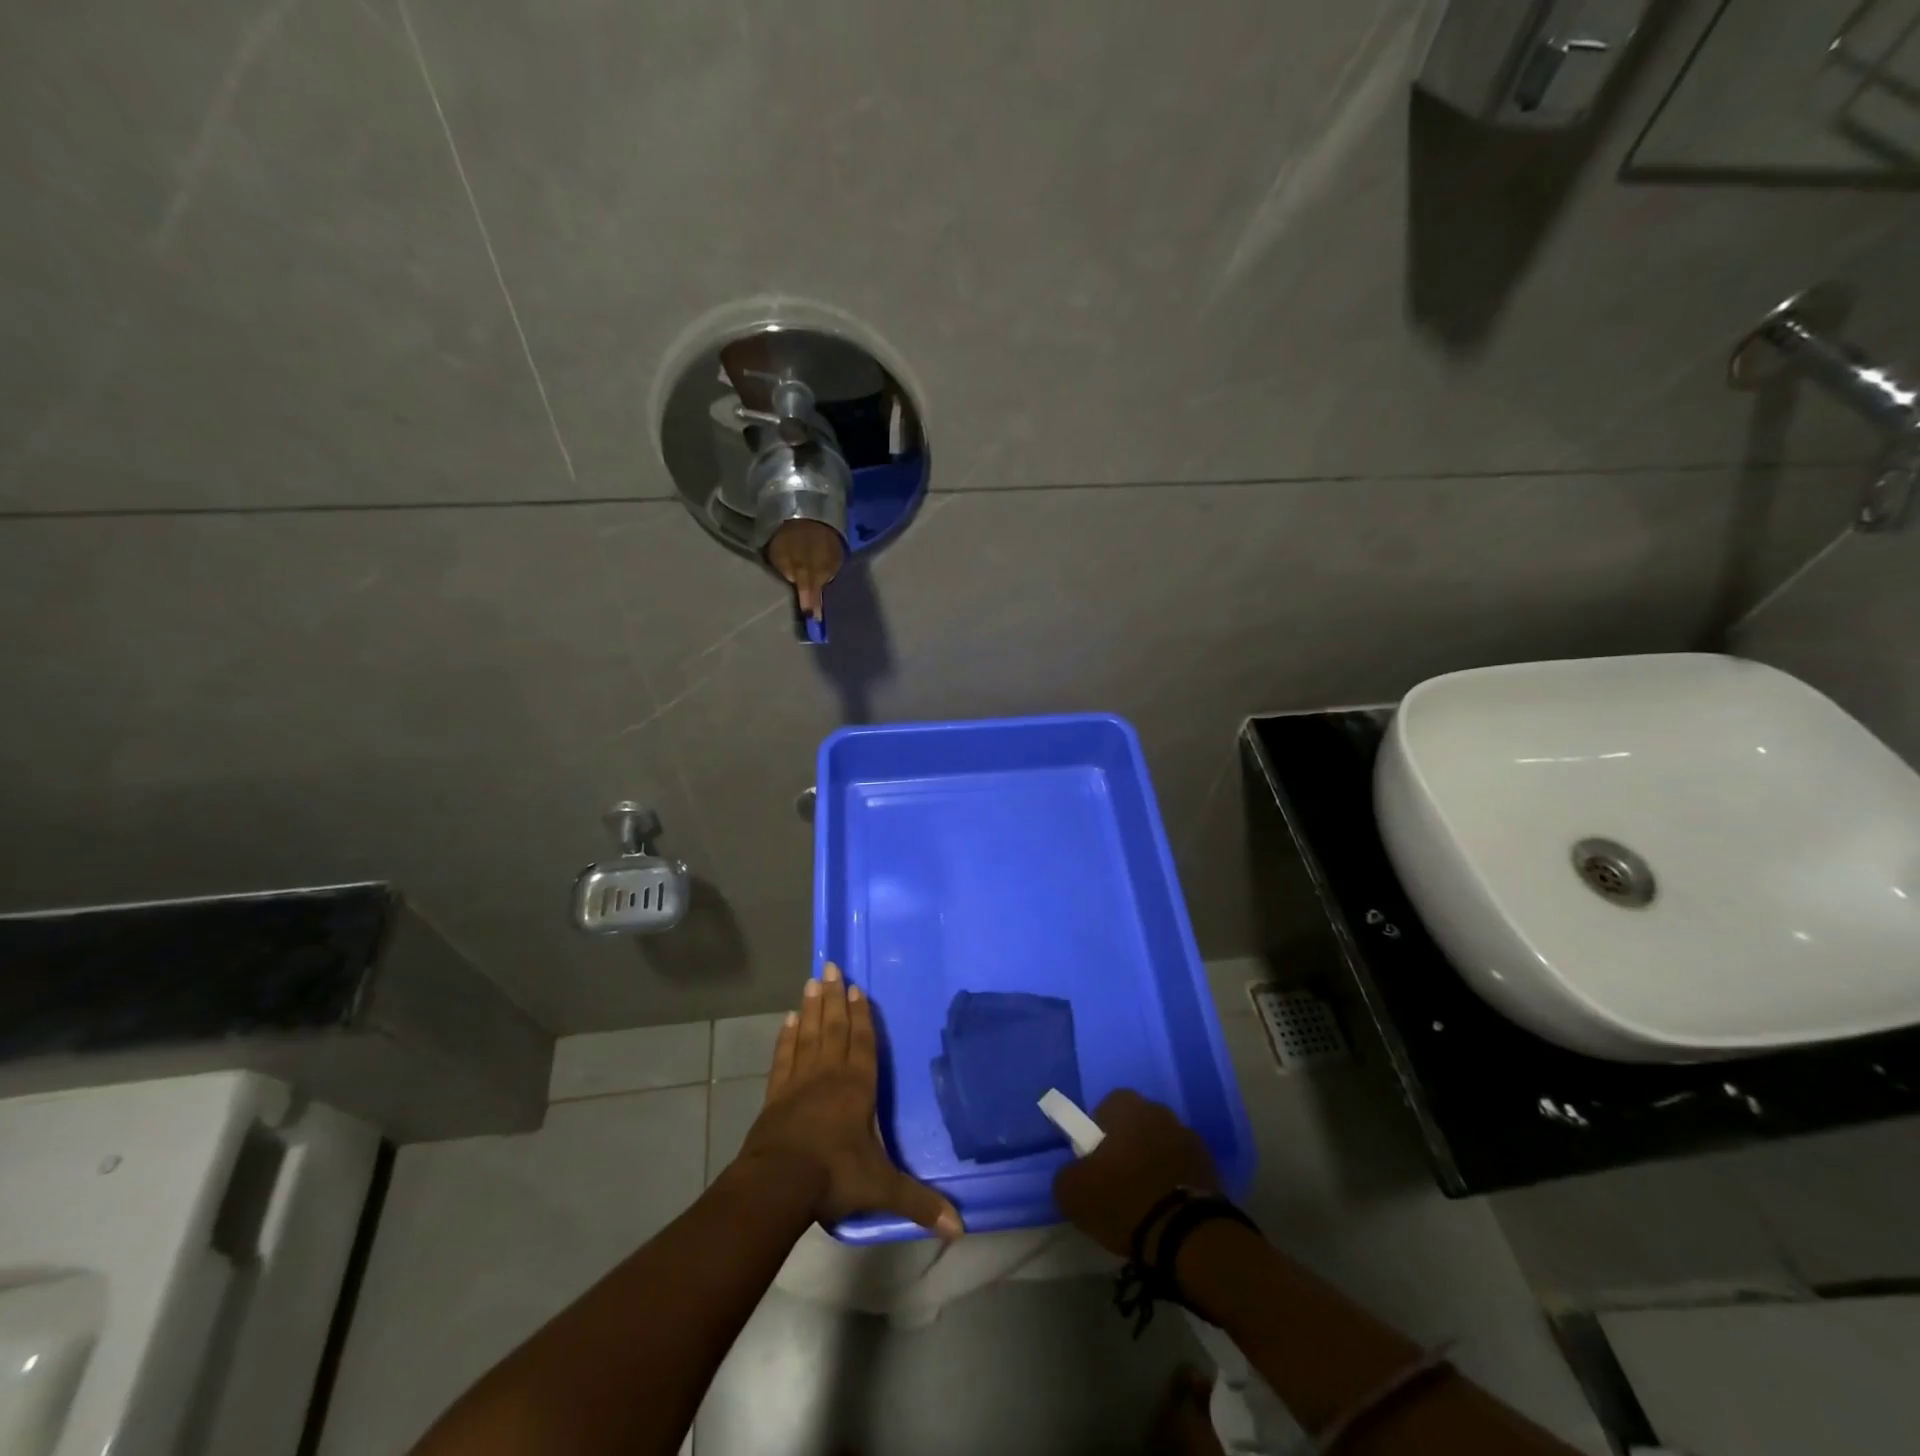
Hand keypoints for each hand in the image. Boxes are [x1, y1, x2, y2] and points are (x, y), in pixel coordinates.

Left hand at [735, 963, 961, 1239]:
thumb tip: (960, 1226)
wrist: (778, 1184)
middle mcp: (829, 1075)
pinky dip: (786, 1038)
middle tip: (831, 967)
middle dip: (834, 998)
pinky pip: (784, 1057)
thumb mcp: (882, 1189)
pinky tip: (787, 1021)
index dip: (861, 1015)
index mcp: (857, 1088)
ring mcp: (799, 1082)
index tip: (857, 988)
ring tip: (812, 981)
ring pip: (808, 1035)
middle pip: (833, 1028)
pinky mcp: (775, 1095)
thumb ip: (919, 1202)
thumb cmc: (834, 1177)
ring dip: (811, 1008)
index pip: (863, 1043)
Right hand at [1052, 1090, 1219, 1256]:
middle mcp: (1159, 1110)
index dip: (1097, 1135)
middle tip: (1117, 1183)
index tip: (1095, 1165)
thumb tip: (1075, 1174)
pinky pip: (1182, 1168)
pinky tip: (1167, 1209)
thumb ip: (1067, 1173)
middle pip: (1135, 1125)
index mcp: (1126, 1105)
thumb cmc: (1123, 1200)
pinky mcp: (1211, 1166)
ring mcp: (1189, 1136)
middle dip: (1127, 1147)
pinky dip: (1174, 1182)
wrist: (1186, 1235)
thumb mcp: (1072, 1193)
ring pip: (1160, 1145)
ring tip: (1144, 1201)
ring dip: (1153, 1163)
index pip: (1105, 1109)